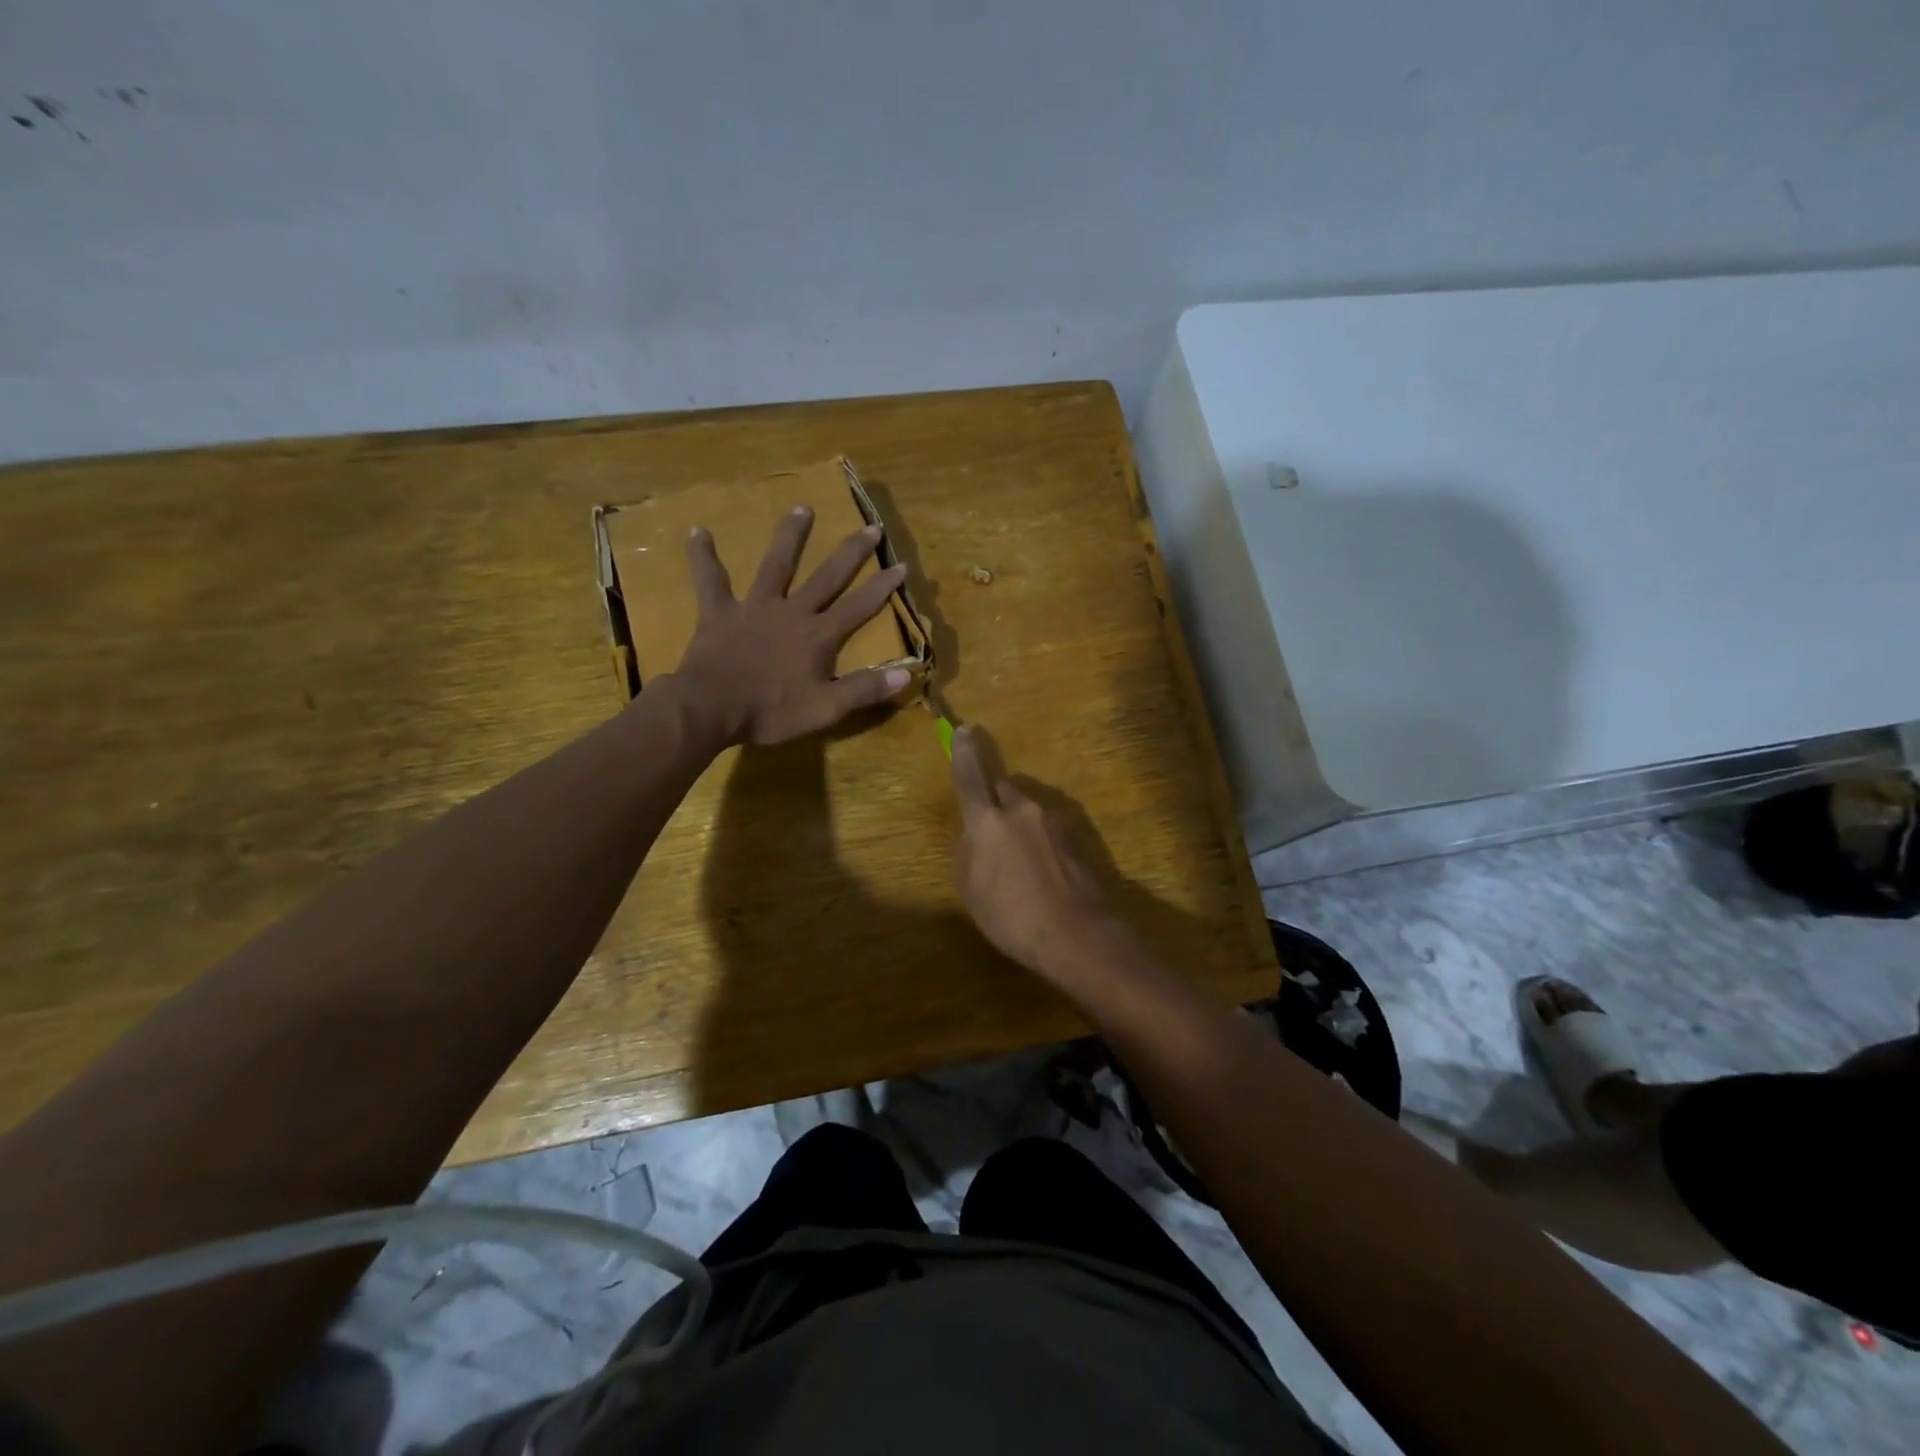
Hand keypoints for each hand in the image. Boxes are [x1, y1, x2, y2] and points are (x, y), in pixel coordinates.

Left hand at [669, 507, 911, 746]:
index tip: (901, 564)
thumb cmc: (771, 712)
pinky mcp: (719, 612)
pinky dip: (703, 557)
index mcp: (818, 636)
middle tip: (870, 527)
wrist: (711, 708)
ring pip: (776, 564)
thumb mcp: (826, 710)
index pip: (859, 607)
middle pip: (827, 576)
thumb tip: (907, 675)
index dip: (882, 587)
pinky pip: (710, 580)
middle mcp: (792, 612)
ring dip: (791, 536)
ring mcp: (754, 607)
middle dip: (851, 552)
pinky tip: (698, 532)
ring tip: (803, 508)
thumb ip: (865, 690)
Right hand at [950, 725, 1122, 982]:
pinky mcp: (1077, 838)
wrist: (1075, 934)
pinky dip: (1042, 843)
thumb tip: (976, 834)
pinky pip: (1049, 830)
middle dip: (997, 804)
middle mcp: (1022, 810)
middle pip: (1004, 791)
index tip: (963, 730)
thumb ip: (969, 851)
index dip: (964, 753)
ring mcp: (1054, 822)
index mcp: (987, 821)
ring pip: (1029, 812)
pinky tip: (1045, 875)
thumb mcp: (970, 889)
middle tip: (994, 837)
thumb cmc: (1010, 916)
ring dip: (1021, 827)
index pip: (970, 777)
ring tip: (1022, 868)